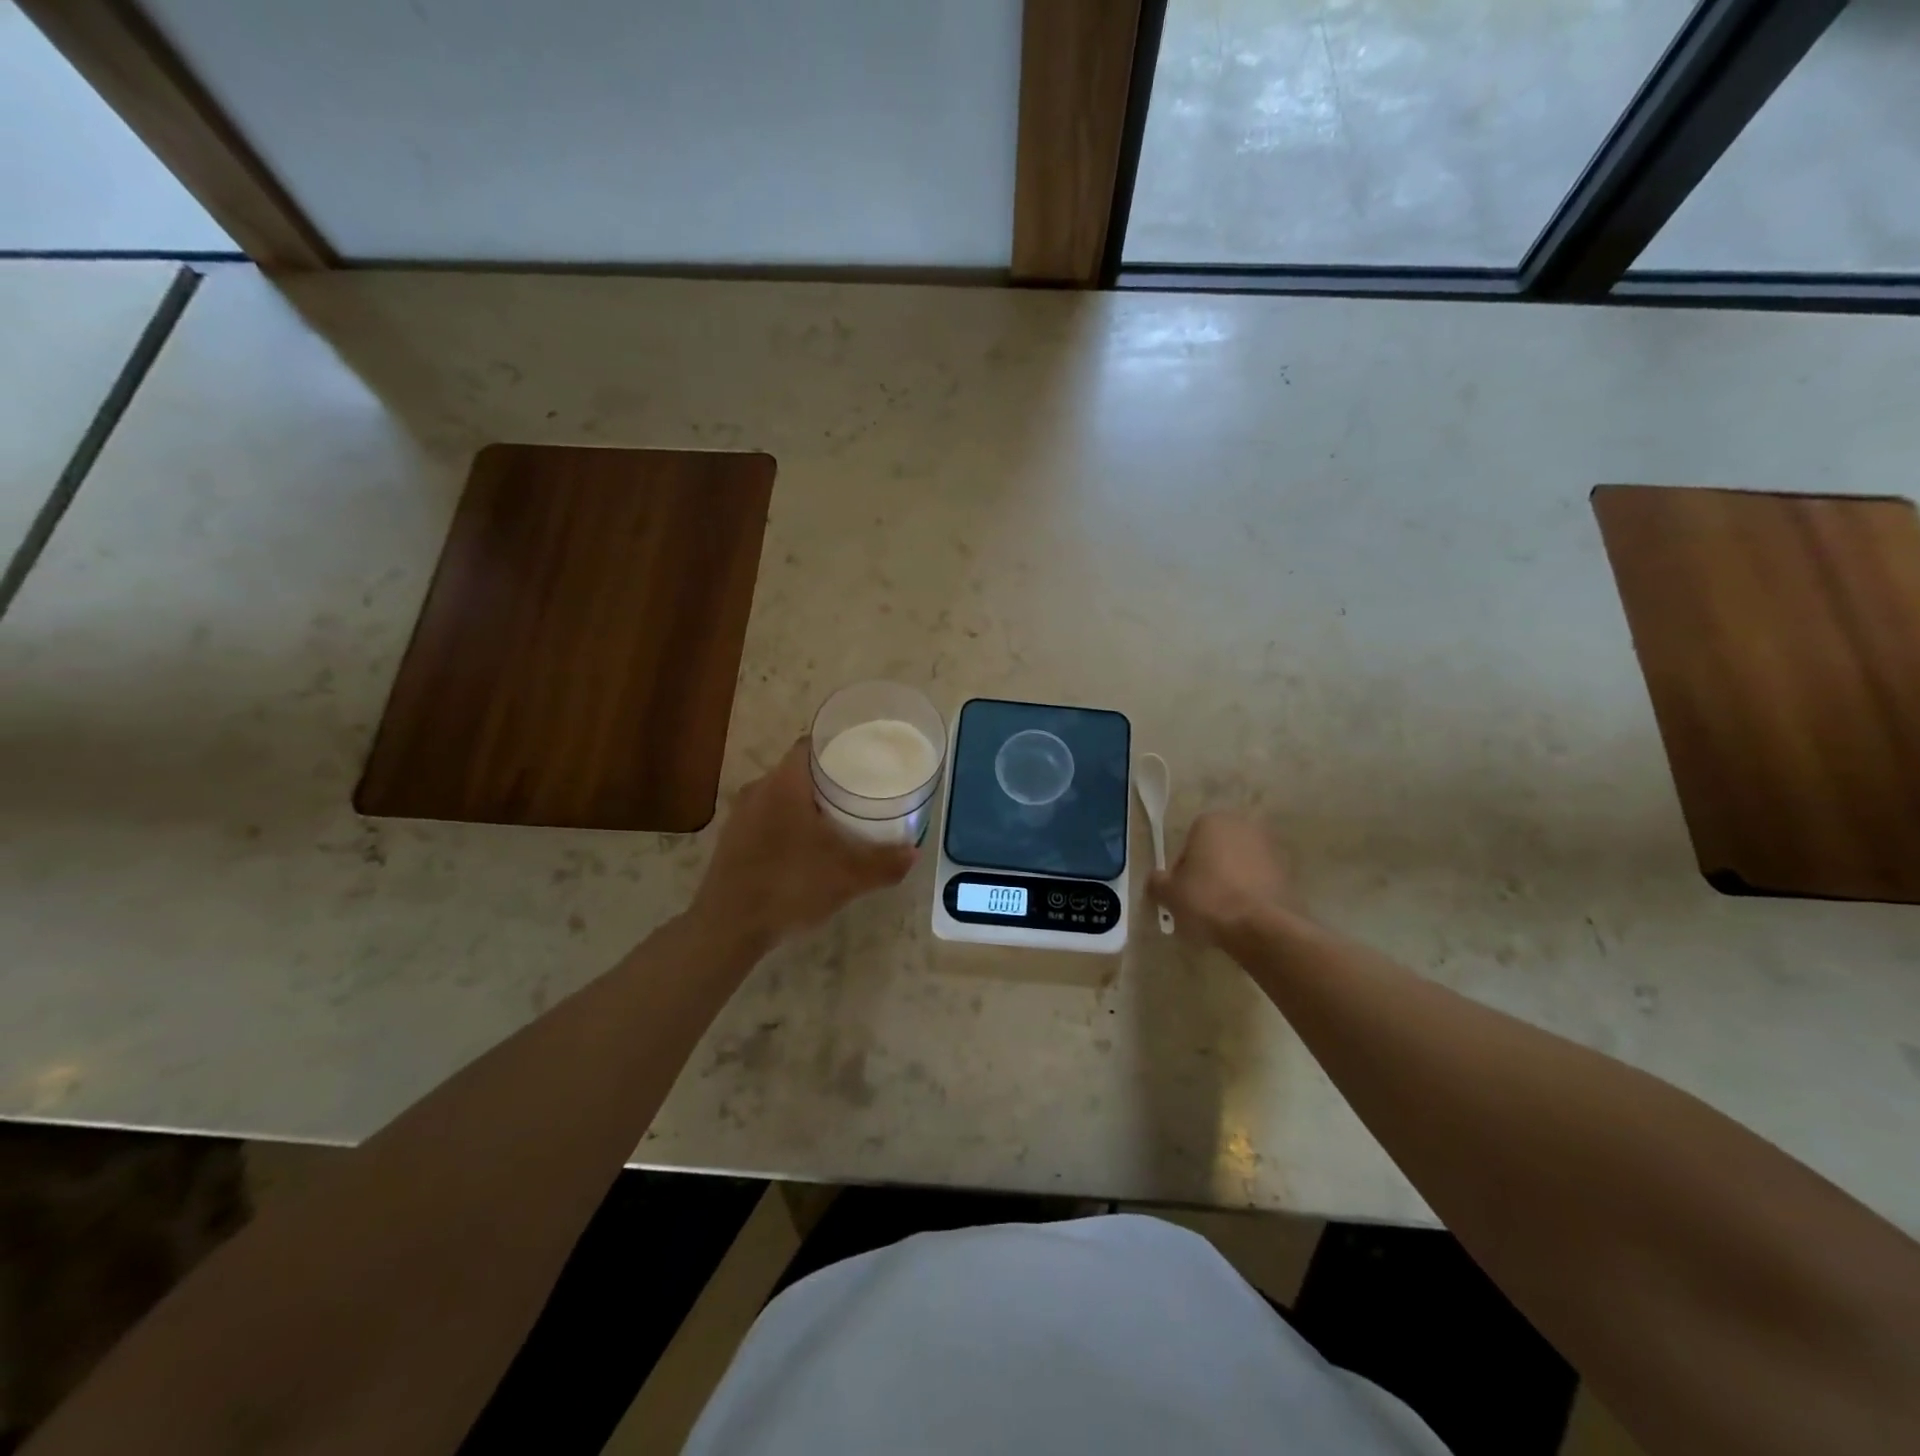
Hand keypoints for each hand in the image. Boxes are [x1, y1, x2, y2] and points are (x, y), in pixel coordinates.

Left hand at [692, 739, 916, 949]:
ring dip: (807, 803)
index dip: (838, 745)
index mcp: (785, 783)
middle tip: (860, 791)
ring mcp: (740, 815)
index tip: (864, 757)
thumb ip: (885, 863)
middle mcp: (758, 789)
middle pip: (798, 770)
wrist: (727, 928)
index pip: (811, 744)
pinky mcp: (731, 839)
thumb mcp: (848, 877)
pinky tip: (806, 847)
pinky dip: (789, 823)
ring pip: (781, 795)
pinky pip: (767, 818)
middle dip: (829, 778)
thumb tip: (913, 852)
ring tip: (838, 819)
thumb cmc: (790, 886)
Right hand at [1148, 812, 1301, 946]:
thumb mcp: (1169, 893)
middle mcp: (1242, 826)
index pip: (1186, 845)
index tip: (1181, 894)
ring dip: (1230, 882)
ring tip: (1222, 913)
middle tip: (1199, 903)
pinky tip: (1243, 916)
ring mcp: (1269, 847)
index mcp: (1210, 822)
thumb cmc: (1208, 900)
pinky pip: (1258, 880)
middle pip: (1214, 852)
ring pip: (1238, 866)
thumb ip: (1157, 882)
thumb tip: (1157, 880)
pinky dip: (1250, 893)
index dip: (1181, 871)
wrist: (1262, 927)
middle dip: (1207, 873)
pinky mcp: (1288, 871)